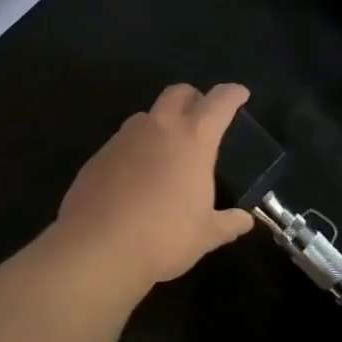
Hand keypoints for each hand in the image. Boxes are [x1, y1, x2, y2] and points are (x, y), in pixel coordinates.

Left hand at [56, 83, 255, 284]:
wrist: (97, 248)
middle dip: (194, 97)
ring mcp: (124, 138)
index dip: (233, 94)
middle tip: (203, 118)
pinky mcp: (98, 156)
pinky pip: (124, 142)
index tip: (240, 94)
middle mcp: (159, 128)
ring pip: (147, 115)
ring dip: (162, 123)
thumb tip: (245, 221)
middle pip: (178, 92)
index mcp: (193, 139)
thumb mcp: (205, 235)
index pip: (219, 102)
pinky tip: (137, 178)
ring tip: (168, 152)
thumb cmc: (163, 237)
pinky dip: (137, 150)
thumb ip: (228, 223)